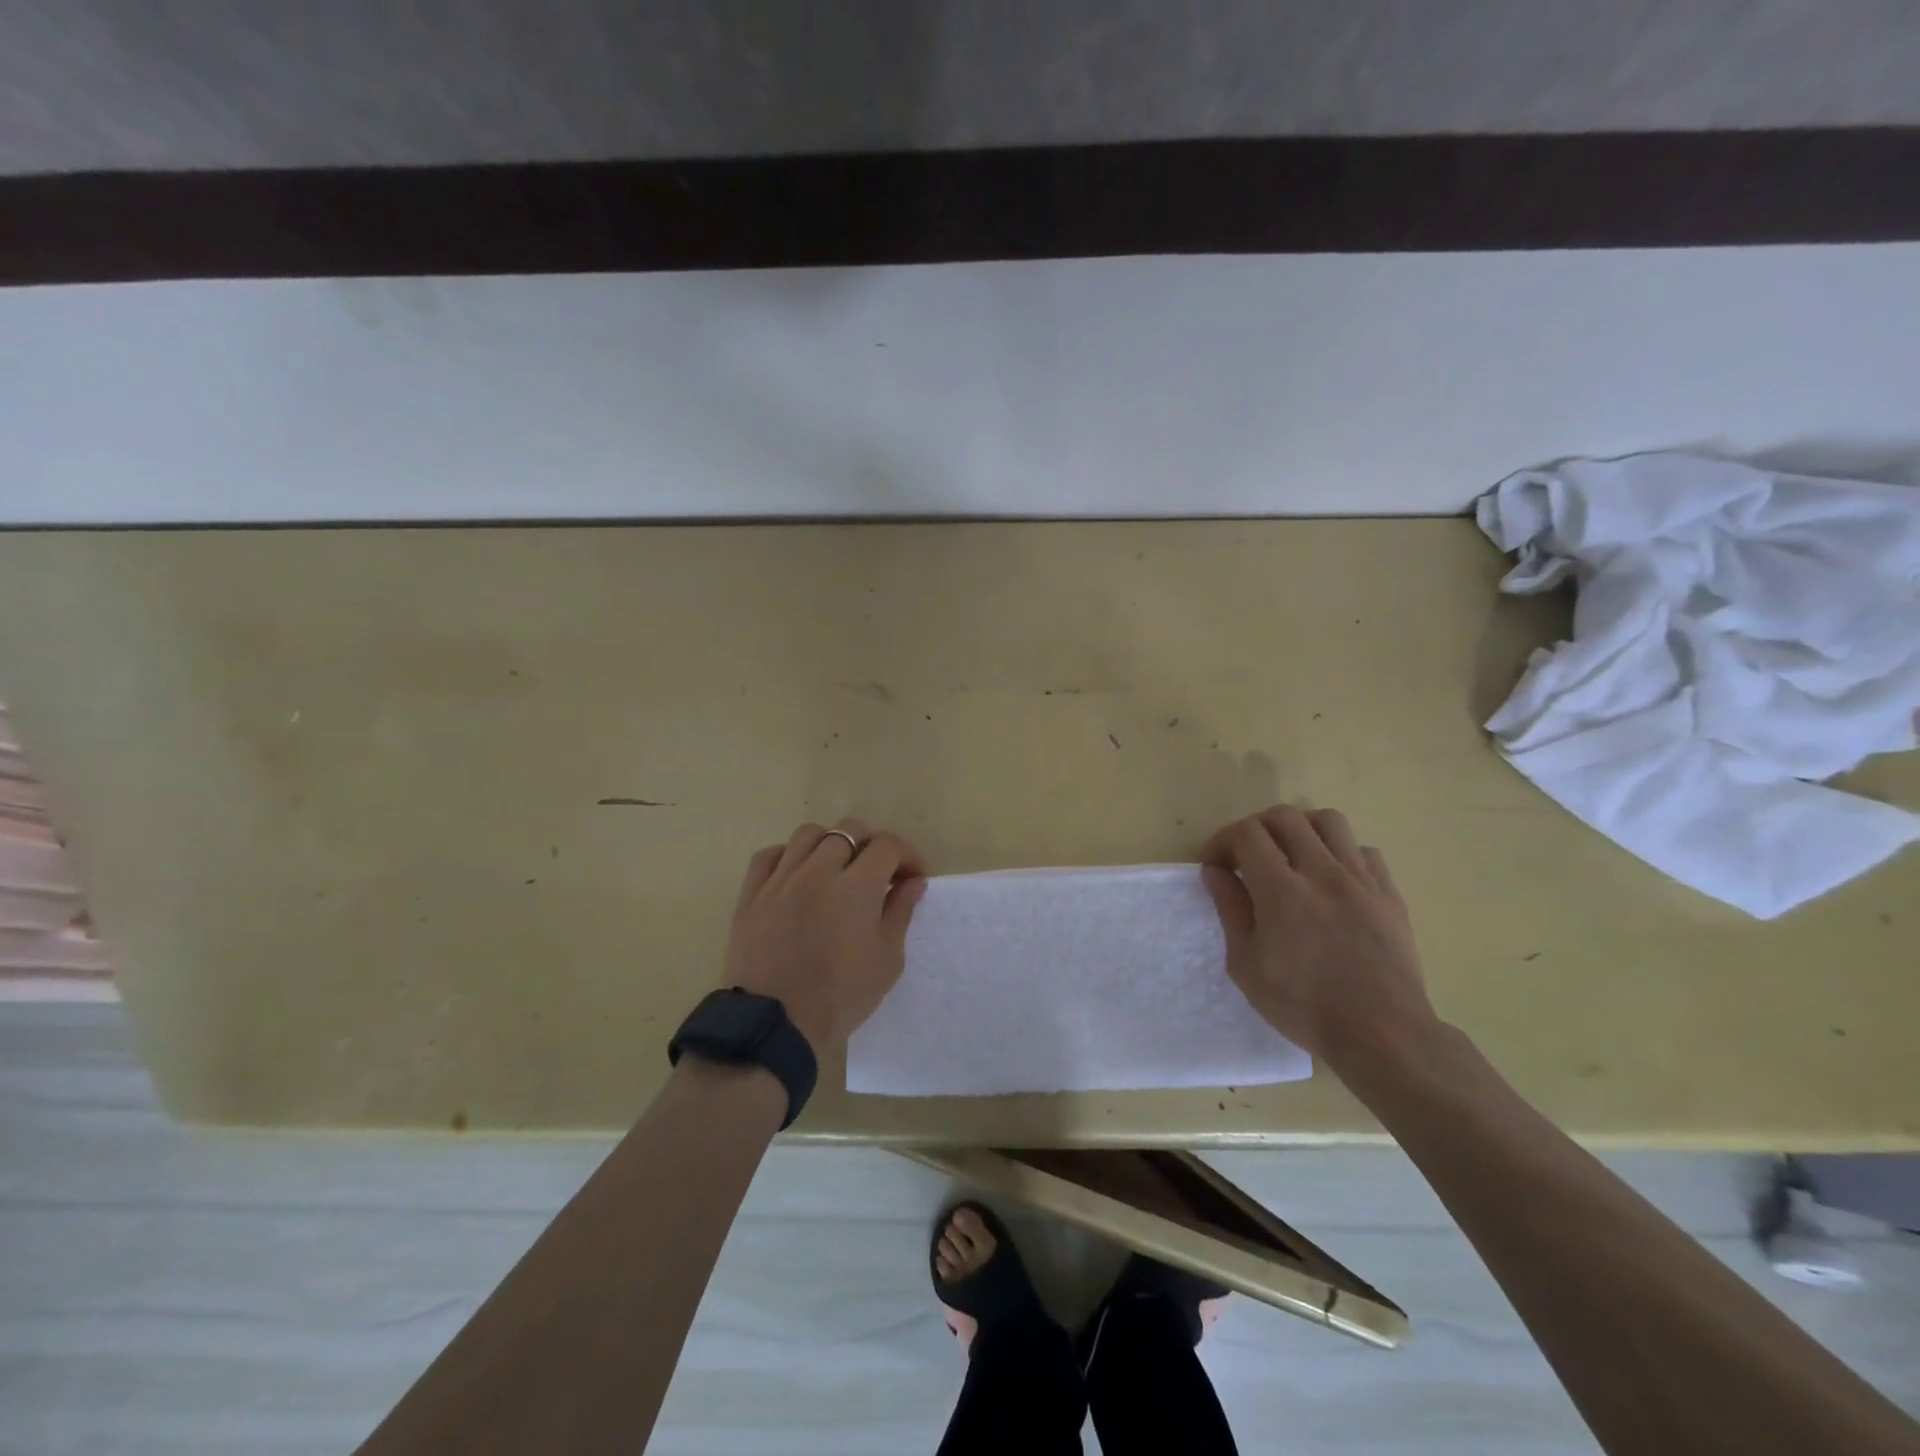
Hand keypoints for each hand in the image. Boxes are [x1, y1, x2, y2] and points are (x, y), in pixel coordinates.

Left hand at [721, 818, 928, 1054]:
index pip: (888, 845)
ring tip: (837, 869)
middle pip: (850, 829)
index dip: (907, 855)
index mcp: (857, 886)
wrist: (774, 1025)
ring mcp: (781, 879)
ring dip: (831, 844)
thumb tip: (913, 882)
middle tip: (878, 873)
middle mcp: (818, 870)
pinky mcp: (752, 893)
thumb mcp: (886, 960)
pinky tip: (798, 875)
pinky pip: (770, 855)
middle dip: (872, 844)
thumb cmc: (839, 997)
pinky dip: (789, 856)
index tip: (912, 878)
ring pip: (809, 833)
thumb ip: (900, 913)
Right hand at [1200, 804, 1436, 1071]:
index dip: (1222, 840)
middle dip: (1255, 827)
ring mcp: (1361, 880)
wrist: (1383, 1035)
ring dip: (1300, 830)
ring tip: (1290, 856)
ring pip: (1328, 821)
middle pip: (1285, 816)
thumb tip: (1216, 872)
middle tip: (1246, 856)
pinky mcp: (1390, 894)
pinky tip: (1332, 881)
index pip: (1247, 834)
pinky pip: (1363, 851)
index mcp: (1282, 891)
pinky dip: (1340, 854)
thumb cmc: (1304, 1006)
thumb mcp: (1247, 966)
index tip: (1214, 864)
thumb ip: (1231, 910)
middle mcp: (1323, 873)